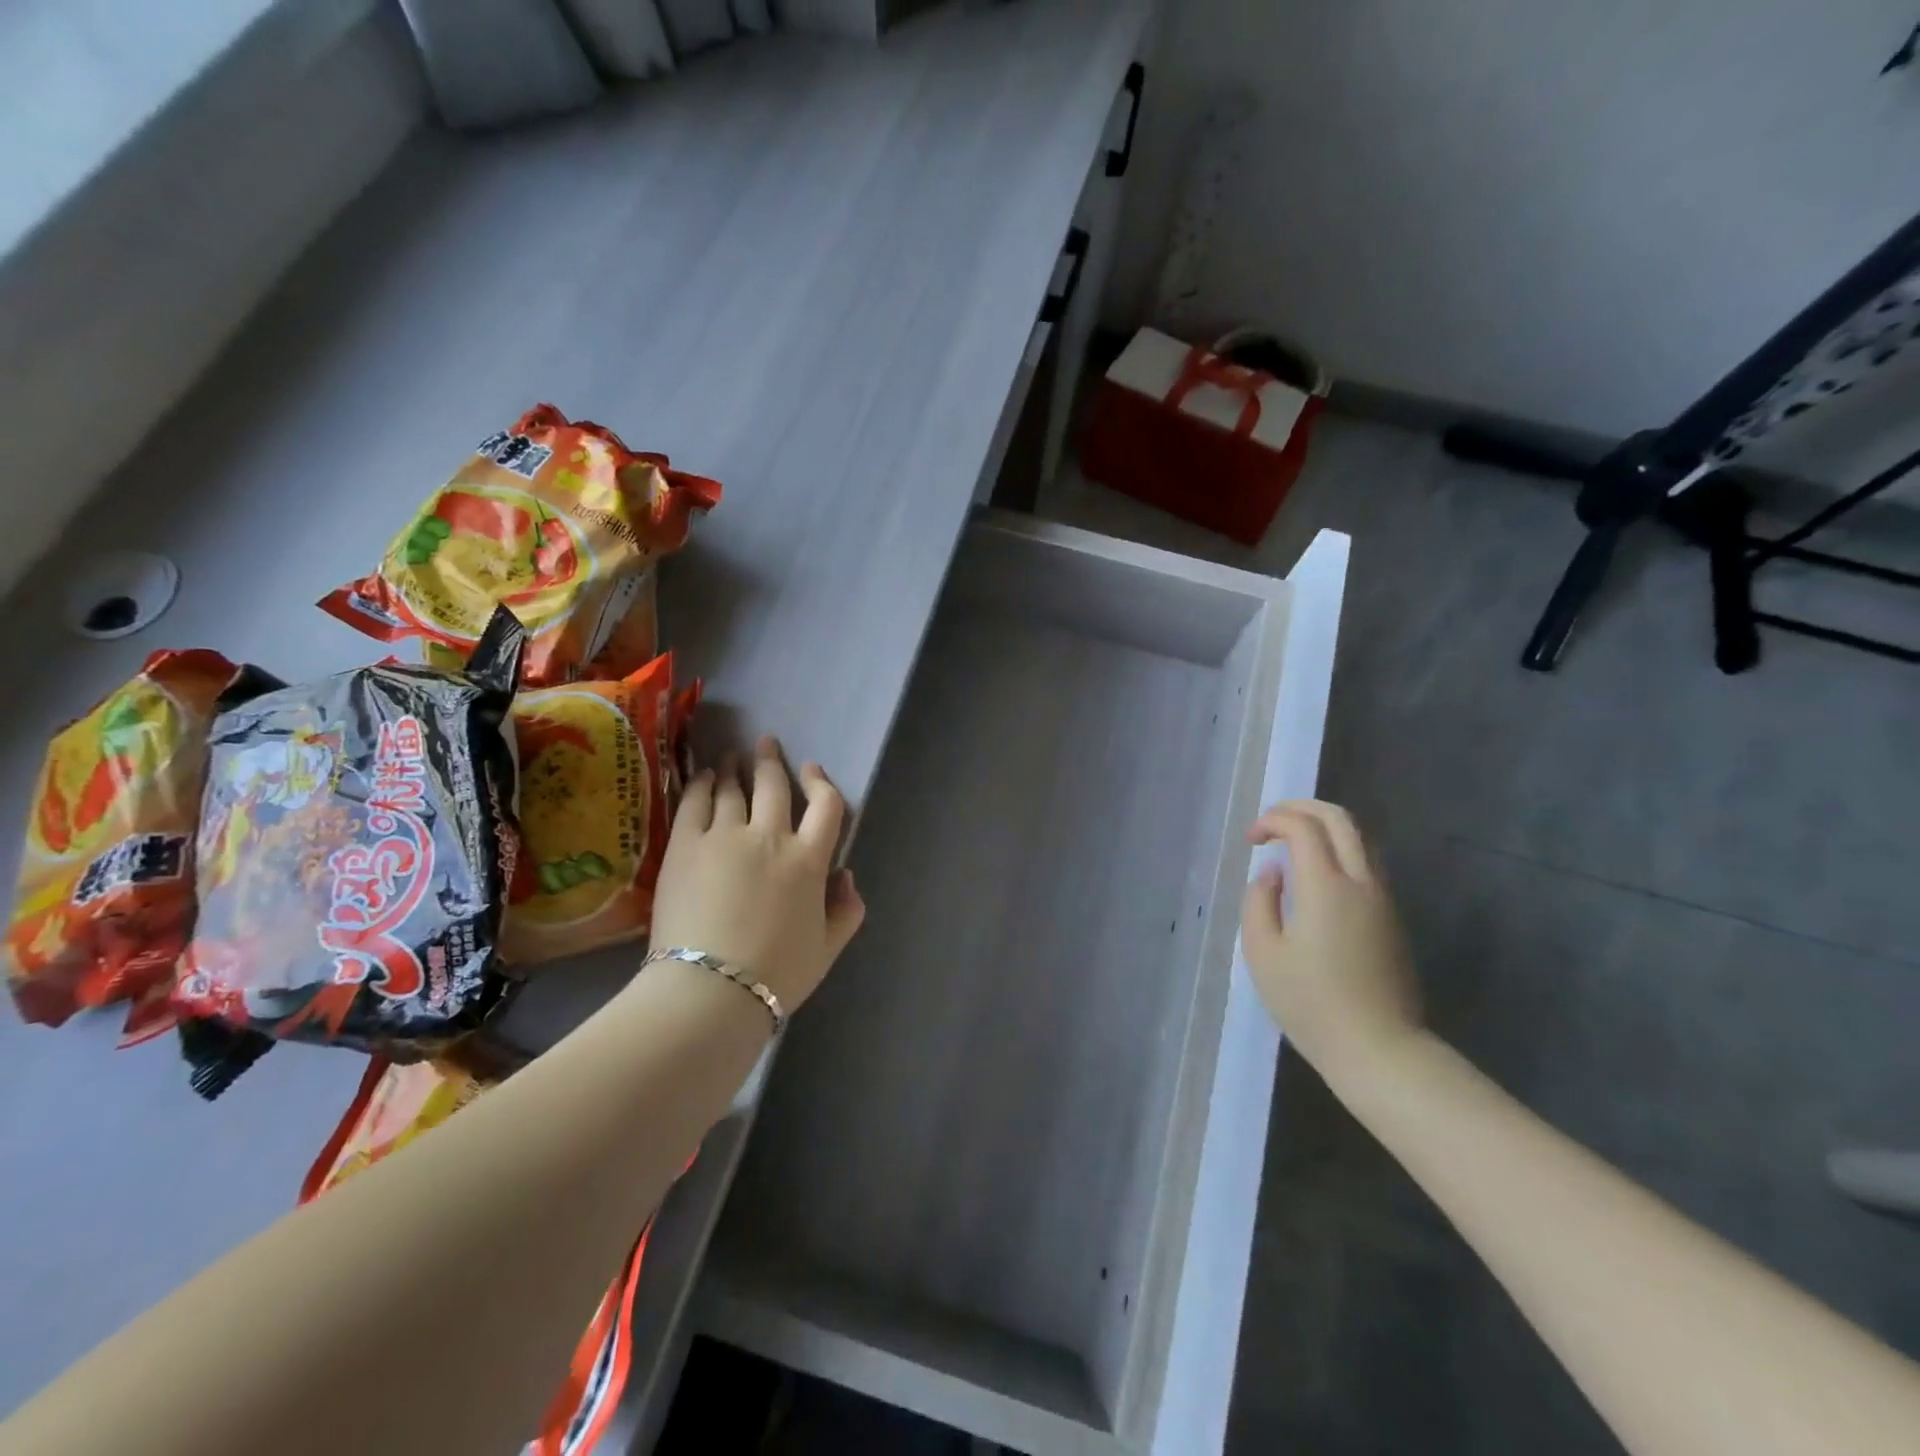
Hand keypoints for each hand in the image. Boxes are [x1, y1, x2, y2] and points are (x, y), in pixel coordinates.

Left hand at [647, 735, 865, 1013]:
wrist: (709, 991)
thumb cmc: (775, 975)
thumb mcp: (827, 949)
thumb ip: (847, 911)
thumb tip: (846, 877)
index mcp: (809, 861)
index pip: (825, 806)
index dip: (821, 783)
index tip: (811, 771)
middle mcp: (770, 837)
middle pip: (774, 786)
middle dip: (771, 760)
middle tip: (765, 743)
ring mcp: (724, 837)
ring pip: (734, 789)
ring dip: (736, 767)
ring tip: (732, 756)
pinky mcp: (685, 845)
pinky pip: (695, 802)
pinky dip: (702, 784)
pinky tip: (704, 777)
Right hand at [1241, 800, 1422, 1089]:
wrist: (1379, 1049)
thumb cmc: (1310, 1003)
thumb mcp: (1263, 953)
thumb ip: (1259, 902)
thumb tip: (1273, 874)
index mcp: (1326, 887)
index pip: (1303, 827)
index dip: (1272, 820)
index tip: (1251, 840)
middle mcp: (1361, 882)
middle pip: (1340, 819)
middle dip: (1302, 808)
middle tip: (1272, 822)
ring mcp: (1383, 899)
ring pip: (1359, 838)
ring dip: (1324, 827)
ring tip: (1291, 843)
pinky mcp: (1391, 918)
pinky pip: (1366, 862)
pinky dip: (1338, 849)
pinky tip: (1314, 873)